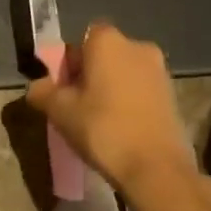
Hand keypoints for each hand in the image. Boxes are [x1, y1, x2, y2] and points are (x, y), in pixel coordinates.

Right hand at [24, 22, 196, 195]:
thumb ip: (42, 92)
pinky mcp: (173, 94)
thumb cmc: (104, 129)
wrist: (157, 170)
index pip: (82, 40)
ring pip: (124, 72)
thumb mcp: (60, 111)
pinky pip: (142, 90)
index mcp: (107, 40)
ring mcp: (159, 70)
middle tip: (79, 105)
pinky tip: (123, 128)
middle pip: (104, 54)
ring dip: (112, 88)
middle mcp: (136, 45)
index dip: (70, 63)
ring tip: (101, 121)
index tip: (65, 89)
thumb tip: (36, 86)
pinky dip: (130, 102)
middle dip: (91, 74)